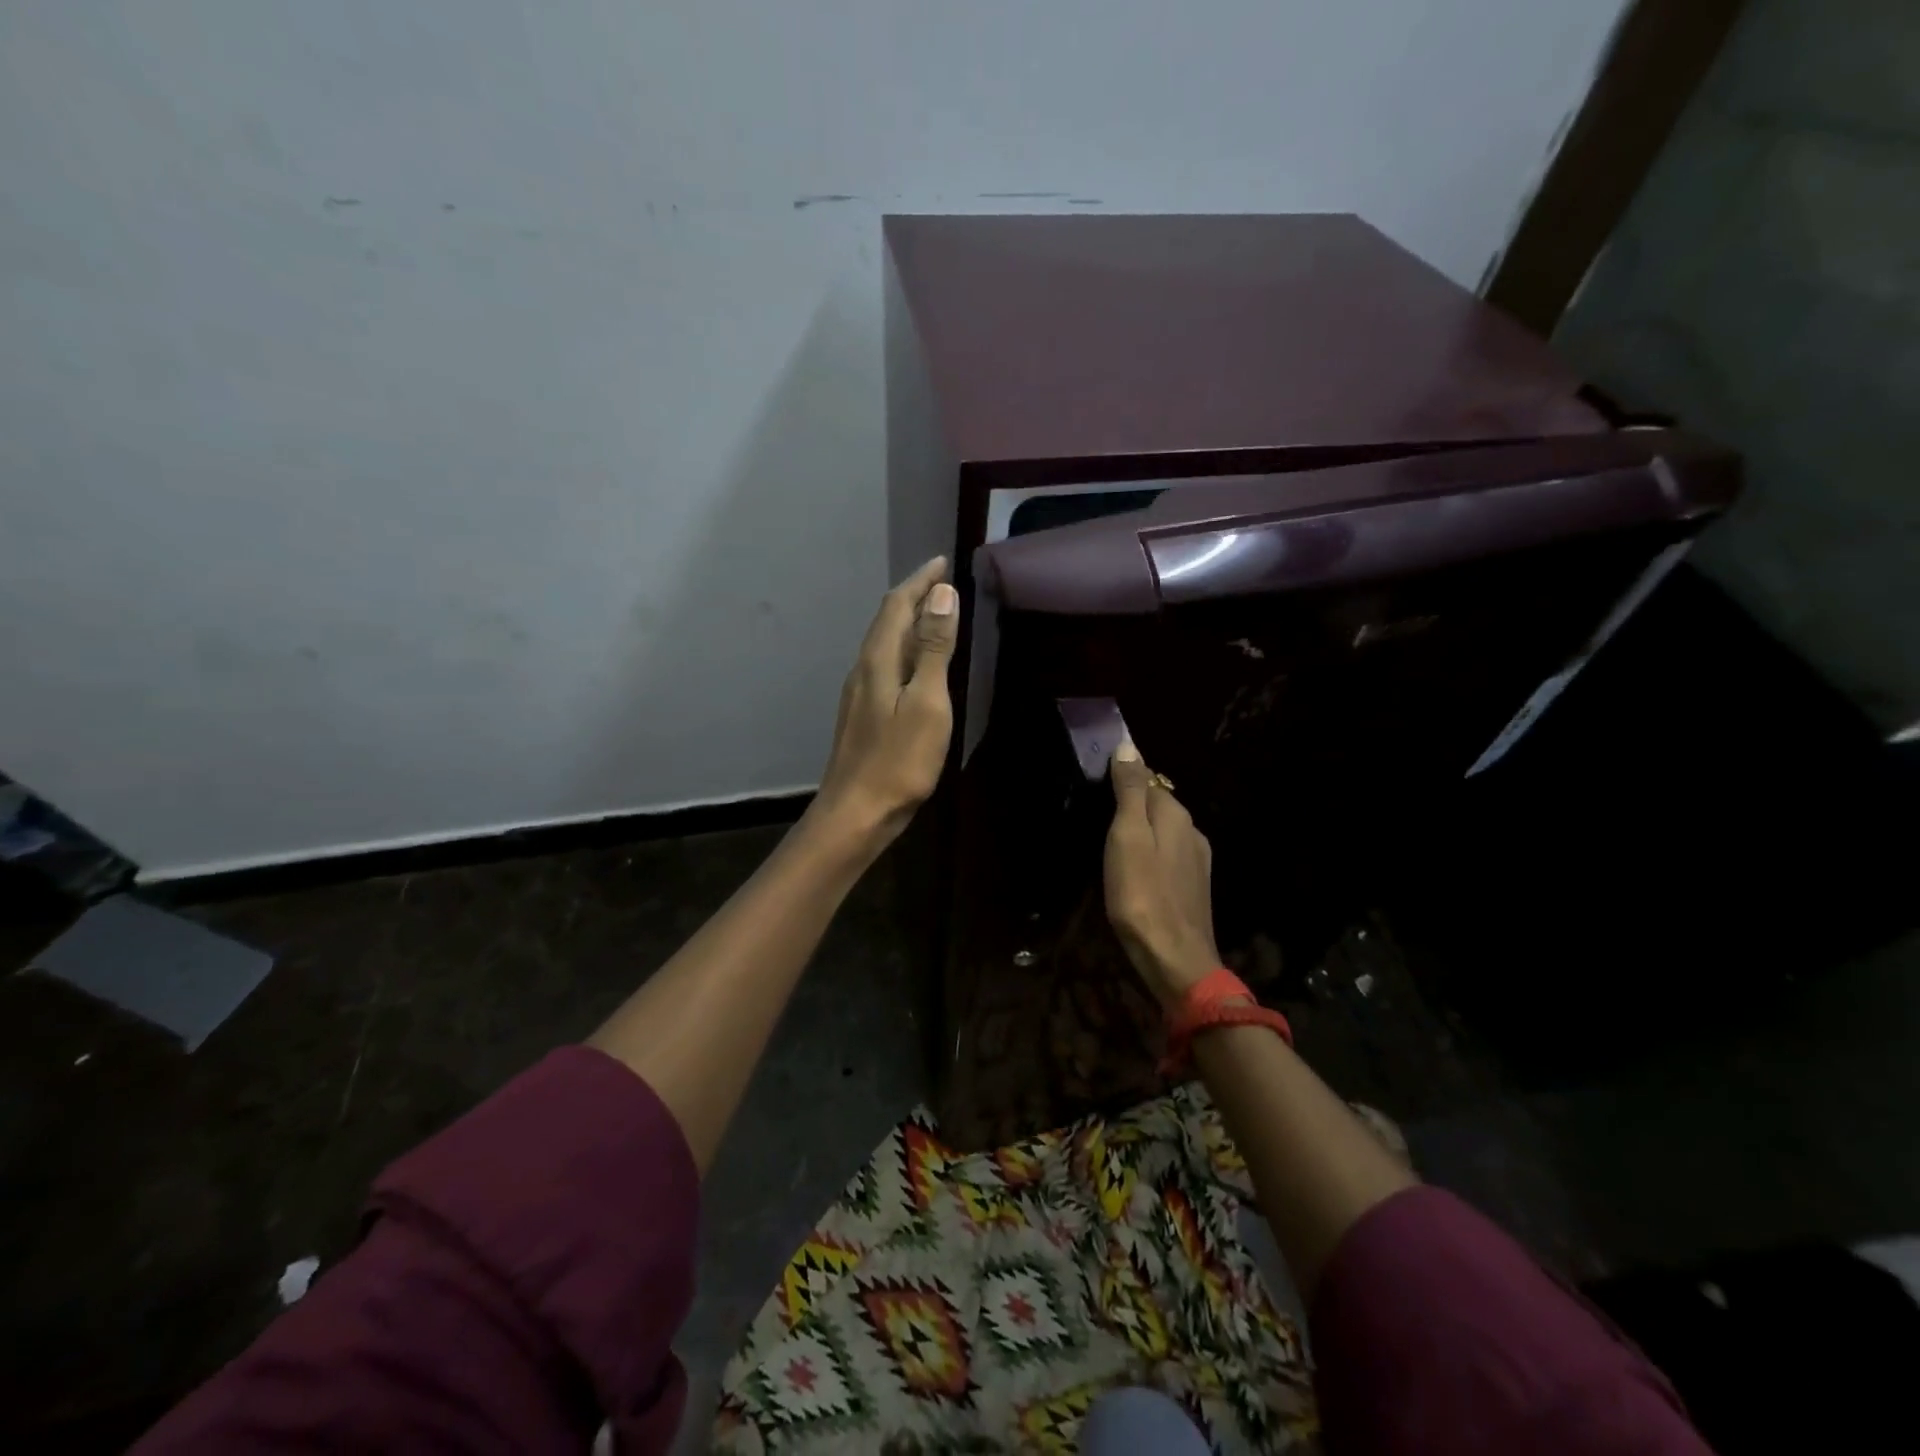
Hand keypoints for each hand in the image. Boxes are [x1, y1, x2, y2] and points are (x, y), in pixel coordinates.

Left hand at [810, 556, 958, 847]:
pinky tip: (917, 665)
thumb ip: (934, 649)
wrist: (857, 812)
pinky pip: (885, 665)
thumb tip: (942, 594)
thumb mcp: (927, 702)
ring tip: (935, 615)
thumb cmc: (898, 759)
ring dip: (909, 623)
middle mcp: (863, 668)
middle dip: (914, 596)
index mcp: (879, 660)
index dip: (919, 581)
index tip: (942, 562)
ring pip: (885, 644)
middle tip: (942, 583)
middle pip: (887, 620)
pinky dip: (905, 650)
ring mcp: (860, 693)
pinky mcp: (863, 714)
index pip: (897, 605)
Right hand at [1105, 738, 1221, 1008]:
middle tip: (1098, 816)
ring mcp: (1197, 861)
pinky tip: (1135, 870)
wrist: (1174, 958)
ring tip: (1111, 844)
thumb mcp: (1127, 836)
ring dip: (1141, 832)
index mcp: (1176, 814)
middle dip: (1132, 805)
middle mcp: (1192, 831)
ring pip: (1164, 833)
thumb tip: (1129, 745)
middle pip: (1158, 805)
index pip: (1149, 779)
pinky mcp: (1193, 887)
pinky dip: (1150, 855)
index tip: (1096, 784)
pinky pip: (1168, 856)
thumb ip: (1131, 791)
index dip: (1123, 778)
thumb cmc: (1141, 894)